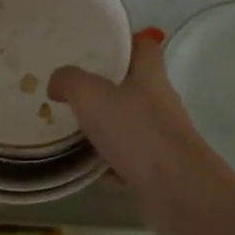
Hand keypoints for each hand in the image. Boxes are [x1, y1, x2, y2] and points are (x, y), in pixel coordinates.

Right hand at [49, 28, 229, 234]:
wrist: (176, 190)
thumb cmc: (137, 132)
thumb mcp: (91, 96)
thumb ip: (70, 81)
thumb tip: (57, 82)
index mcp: (150, 75)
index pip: (143, 46)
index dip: (122, 43)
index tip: (95, 48)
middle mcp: (160, 102)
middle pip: (132, 85)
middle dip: (104, 87)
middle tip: (71, 90)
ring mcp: (161, 137)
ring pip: (128, 124)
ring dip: (104, 128)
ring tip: (72, 129)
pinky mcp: (158, 169)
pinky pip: (128, 160)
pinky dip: (109, 163)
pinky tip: (87, 169)